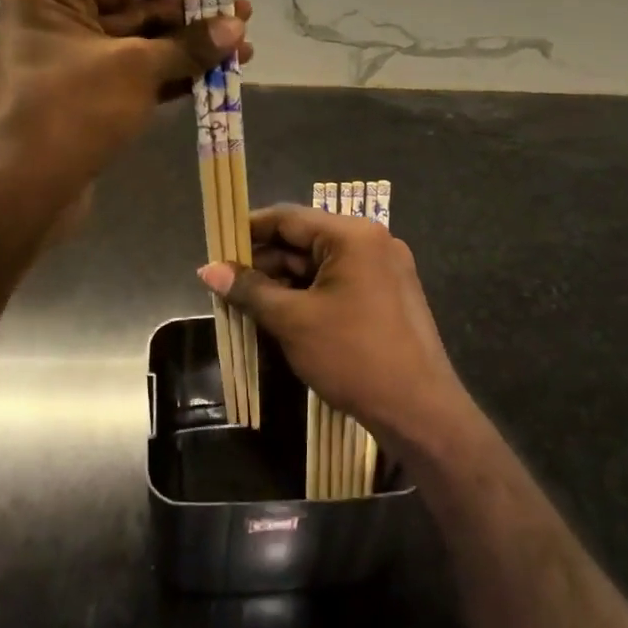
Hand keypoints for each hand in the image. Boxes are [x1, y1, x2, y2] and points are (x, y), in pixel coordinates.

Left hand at [0, 0, 251, 218]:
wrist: (27, 188)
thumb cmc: (73, 108)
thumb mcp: (136, 67)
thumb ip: (189, 44)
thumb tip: (236, 27)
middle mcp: (58, 21)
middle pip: (139, 9)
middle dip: (194, 17)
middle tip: (245, 18)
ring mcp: (72, 64)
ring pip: (142, 47)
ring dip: (191, 49)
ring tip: (243, 49)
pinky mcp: (86, 100)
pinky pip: (137, 78)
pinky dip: (174, 77)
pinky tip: (216, 76)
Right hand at [199, 205, 476, 455]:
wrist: (419, 410)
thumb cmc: (353, 356)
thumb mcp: (293, 321)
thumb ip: (249, 290)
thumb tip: (208, 270)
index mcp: (352, 235)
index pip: (288, 218)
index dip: (248, 231)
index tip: (216, 247)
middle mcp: (372, 241)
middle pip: (304, 240)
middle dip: (264, 262)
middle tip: (225, 283)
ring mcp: (384, 268)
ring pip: (320, 264)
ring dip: (284, 281)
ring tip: (246, 302)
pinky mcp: (388, 294)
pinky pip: (339, 282)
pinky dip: (309, 293)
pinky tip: (281, 313)